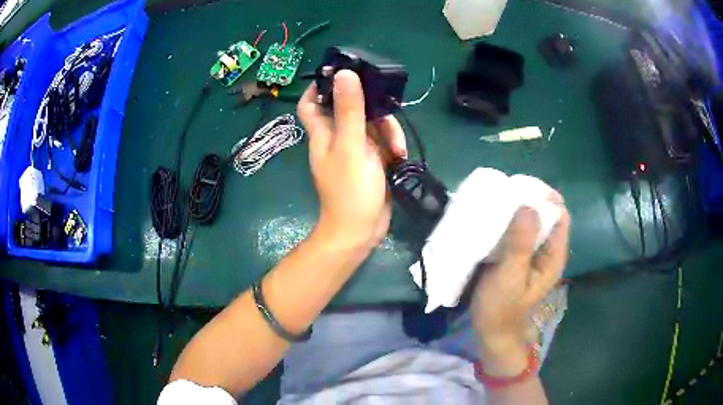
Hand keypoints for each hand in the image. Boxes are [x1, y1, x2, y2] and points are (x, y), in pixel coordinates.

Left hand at [298, 70, 406, 250]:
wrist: (360, 230)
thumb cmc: (350, 190)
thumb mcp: (352, 146)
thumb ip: (349, 110)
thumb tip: (344, 73)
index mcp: (323, 132)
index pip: (311, 103)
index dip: (319, 87)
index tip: (340, 73)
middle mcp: (337, 137)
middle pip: (350, 108)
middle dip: (370, 107)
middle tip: (387, 107)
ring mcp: (355, 149)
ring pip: (371, 124)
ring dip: (387, 130)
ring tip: (398, 148)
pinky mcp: (372, 161)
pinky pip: (382, 142)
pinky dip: (392, 144)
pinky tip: (401, 155)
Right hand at [471, 193, 569, 376]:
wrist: (490, 331)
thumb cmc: (501, 308)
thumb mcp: (510, 277)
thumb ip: (520, 245)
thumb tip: (528, 206)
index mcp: (553, 255)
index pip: (560, 215)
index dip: (546, 198)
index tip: (523, 188)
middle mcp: (546, 250)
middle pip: (545, 215)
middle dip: (528, 200)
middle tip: (505, 192)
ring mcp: (531, 253)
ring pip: (529, 221)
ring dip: (515, 209)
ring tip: (496, 200)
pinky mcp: (517, 255)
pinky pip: (516, 231)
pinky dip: (506, 221)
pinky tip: (491, 218)